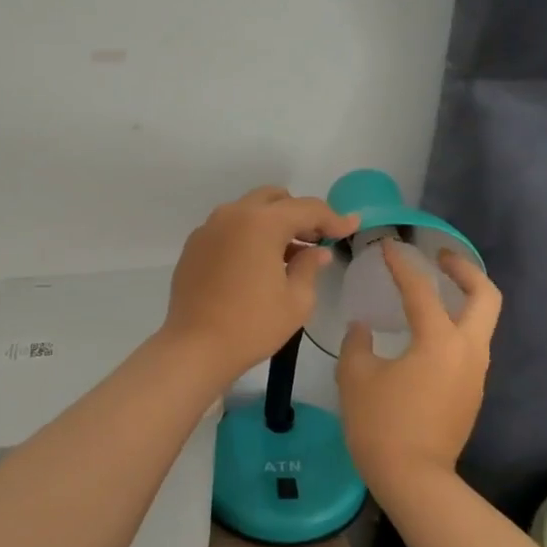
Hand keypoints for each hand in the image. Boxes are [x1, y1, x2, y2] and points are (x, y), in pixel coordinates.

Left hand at [163, 187, 359, 382]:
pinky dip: (248, 235)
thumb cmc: (252, 325)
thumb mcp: (296, 300)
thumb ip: (310, 267)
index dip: (333, 217)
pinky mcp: (194, 246)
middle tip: (316, 239)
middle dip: (298, 214)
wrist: (195, 347)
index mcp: (261, 223)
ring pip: (249, 211)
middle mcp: (232, 215)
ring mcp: (209, 228)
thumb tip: (317, 252)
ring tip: (288, 254)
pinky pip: (228, 228)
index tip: (351, 226)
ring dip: (272, 223)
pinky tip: (257, 264)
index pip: (306, 209)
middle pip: (274, 199)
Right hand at [337, 240, 501, 494]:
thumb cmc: (381, 424)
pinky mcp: (472, 392)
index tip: (388, 247)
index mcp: (439, 341)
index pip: (421, 290)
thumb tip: (362, 329)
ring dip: (464, 298)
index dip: (402, 265)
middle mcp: (467, 350)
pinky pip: (470, 345)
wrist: (414, 480)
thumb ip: (358, 344)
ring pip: (482, 322)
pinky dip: (457, 325)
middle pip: (485, 296)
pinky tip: (428, 332)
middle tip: (440, 258)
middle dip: (465, 269)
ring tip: (433, 291)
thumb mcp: (356, 378)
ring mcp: (475, 373)